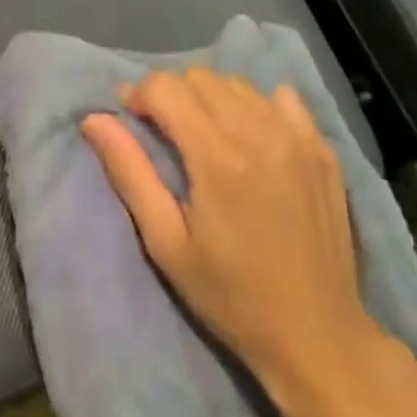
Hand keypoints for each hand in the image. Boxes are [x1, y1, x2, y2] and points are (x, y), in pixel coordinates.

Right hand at [81, 68, 394, 412]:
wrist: (319, 338)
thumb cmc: (232, 296)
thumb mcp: (167, 243)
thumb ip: (130, 171)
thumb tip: (94, 119)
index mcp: (217, 156)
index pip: (166, 88)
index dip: (139, 96)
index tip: (133, 121)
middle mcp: (259, 132)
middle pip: (200, 78)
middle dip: (172, 95)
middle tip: (166, 134)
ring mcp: (297, 137)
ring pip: (238, 84)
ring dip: (211, 98)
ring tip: (206, 136)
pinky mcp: (322, 149)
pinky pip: (282, 98)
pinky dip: (257, 104)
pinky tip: (251, 136)